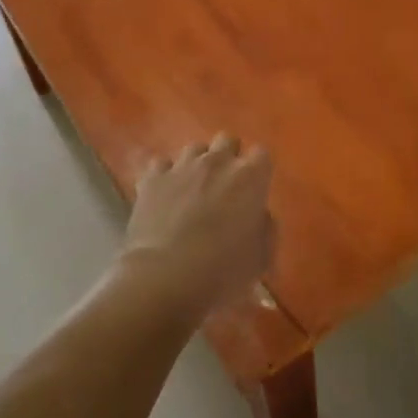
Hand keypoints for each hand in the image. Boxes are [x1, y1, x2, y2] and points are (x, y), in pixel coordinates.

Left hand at [123, 135, 275, 315]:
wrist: (165, 278)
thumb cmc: (222, 271)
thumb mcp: (261, 258)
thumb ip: (265, 228)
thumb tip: (258, 215)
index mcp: (250, 178)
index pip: (262, 155)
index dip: (259, 171)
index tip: (255, 190)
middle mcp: (217, 162)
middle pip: (227, 140)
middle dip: (228, 157)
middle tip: (225, 186)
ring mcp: (182, 166)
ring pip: (194, 148)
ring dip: (198, 164)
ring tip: (193, 189)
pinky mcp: (152, 178)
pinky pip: (161, 165)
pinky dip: (165, 176)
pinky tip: (164, 194)